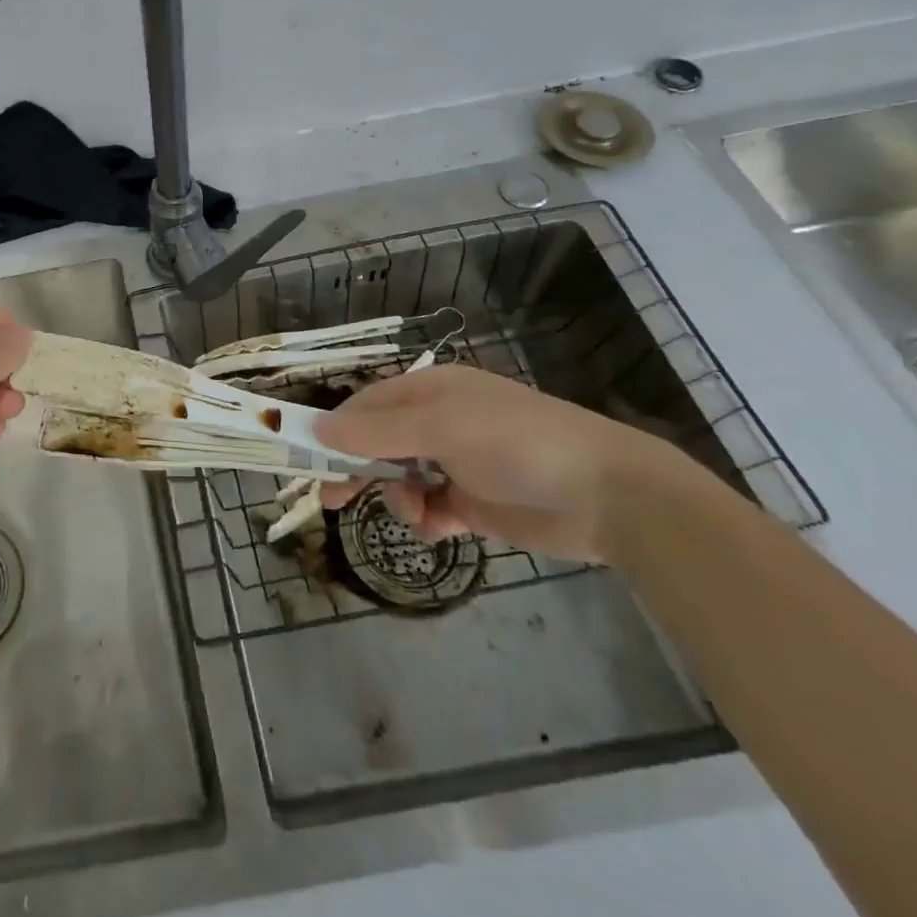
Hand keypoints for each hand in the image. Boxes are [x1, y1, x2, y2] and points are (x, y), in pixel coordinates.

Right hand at [314, 365, 695, 562]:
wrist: (610, 497)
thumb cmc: (518, 444)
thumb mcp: (442, 429)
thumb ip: (378, 432)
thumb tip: (319, 427)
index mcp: (430, 391)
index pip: (365, 405)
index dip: (335, 429)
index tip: (307, 457)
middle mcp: (439, 422)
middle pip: (378, 442)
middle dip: (357, 469)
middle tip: (332, 501)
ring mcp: (458, 462)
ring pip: (400, 479)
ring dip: (398, 497)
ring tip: (417, 514)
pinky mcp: (475, 501)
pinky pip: (431, 507)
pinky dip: (428, 518)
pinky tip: (442, 526)